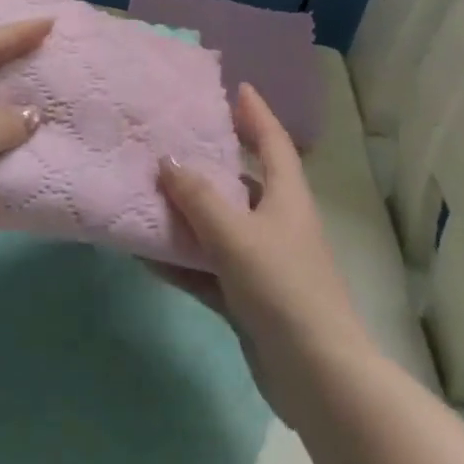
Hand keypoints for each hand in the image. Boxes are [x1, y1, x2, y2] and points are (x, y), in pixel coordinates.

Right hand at [154, 84, 373, 423]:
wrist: (316, 375)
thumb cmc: (282, 287)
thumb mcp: (235, 235)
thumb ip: (199, 197)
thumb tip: (169, 160)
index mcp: (287, 197)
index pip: (273, 141)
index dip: (256, 113)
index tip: (236, 88)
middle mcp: (278, 223)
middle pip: (243, 181)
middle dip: (212, 161)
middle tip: (174, 139)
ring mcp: (264, 262)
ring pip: (220, 227)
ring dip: (189, 214)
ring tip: (149, 191)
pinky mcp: (249, 298)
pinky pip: (208, 268)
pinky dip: (182, 261)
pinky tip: (147, 254)